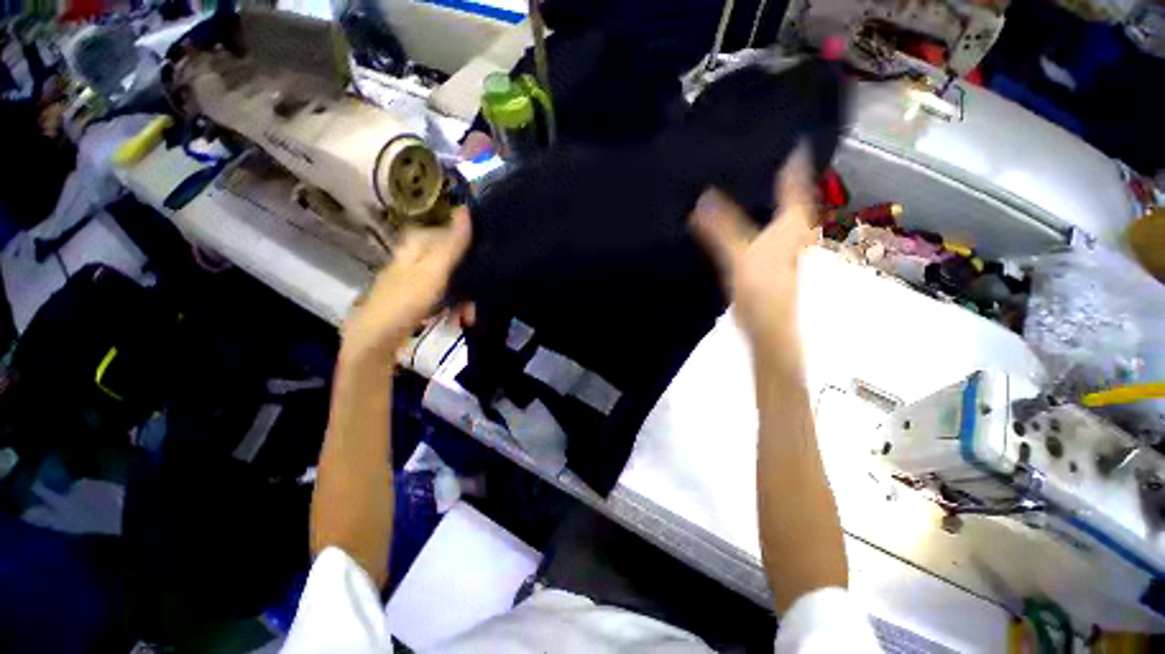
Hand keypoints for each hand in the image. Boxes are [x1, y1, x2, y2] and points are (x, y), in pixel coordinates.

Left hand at [342, 207, 471, 360]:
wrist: (375, 339)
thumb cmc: (405, 300)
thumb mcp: (434, 270)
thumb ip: (453, 243)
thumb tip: (465, 208)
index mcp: (417, 245)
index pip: (450, 233)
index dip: (470, 245)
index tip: (486, 260)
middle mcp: (416, 256)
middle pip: (452, 260)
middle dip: (469, 280)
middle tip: (479, 300)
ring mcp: (416, 277)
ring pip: (450, 280)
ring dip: (463, 299)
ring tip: (468, 318)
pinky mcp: (417, 296)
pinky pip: (443, 295)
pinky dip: (452, 306)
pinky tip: (457, 320)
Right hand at [689, 147, 818, 350]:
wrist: (768, 326)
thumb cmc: (762, 288)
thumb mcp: (738, 254)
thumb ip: (720, 226)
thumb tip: (701, 197)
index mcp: (792, 221)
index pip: (794, 180)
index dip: (791, 157)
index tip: (785, 135)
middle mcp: (793, 228)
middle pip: (786, 192)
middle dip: (773, 172)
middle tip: (752, 151)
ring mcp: (783, 245)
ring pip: (773, 211)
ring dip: (760, 195)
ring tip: (740, 177)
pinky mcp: (769, 259)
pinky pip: (761, 229)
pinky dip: (750, 218)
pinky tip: (735, 215)